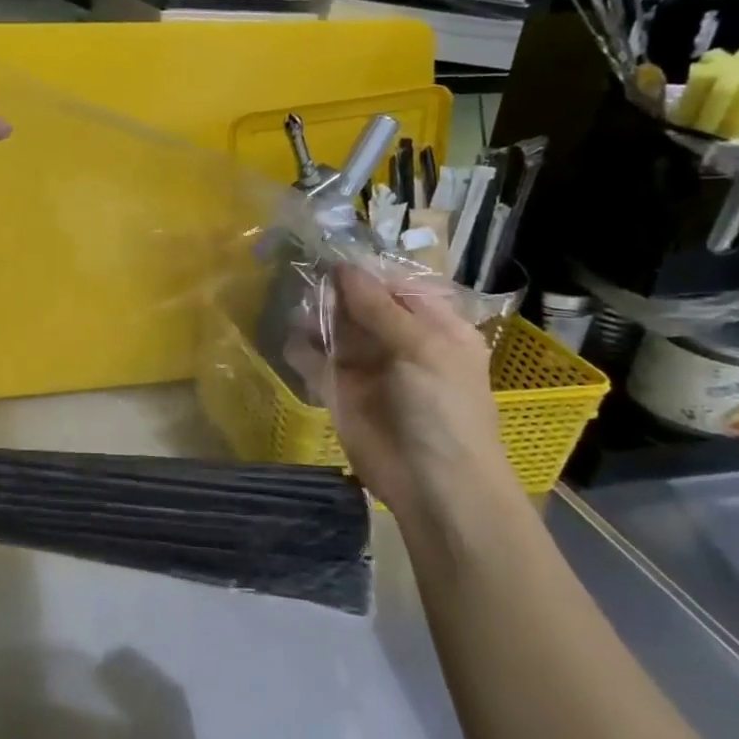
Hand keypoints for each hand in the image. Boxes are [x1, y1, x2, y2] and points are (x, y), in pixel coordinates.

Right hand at [290, 263, 513, 527]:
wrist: (433, 485)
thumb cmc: (443, 409)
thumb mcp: (422, 347)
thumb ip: (378, 307)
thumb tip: (343, 267)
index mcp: (433, 326)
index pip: (395, 284)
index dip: (365, 270)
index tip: (330, 253)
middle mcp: (398, 341)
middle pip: (358, 303)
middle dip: (333, 291)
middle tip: (306, 278)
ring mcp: (366, 366)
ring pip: (332, 327)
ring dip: (314, 316)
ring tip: (299, 311)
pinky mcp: (337, 390)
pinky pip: (313, 359)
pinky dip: (300, 348)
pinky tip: (295, 342)